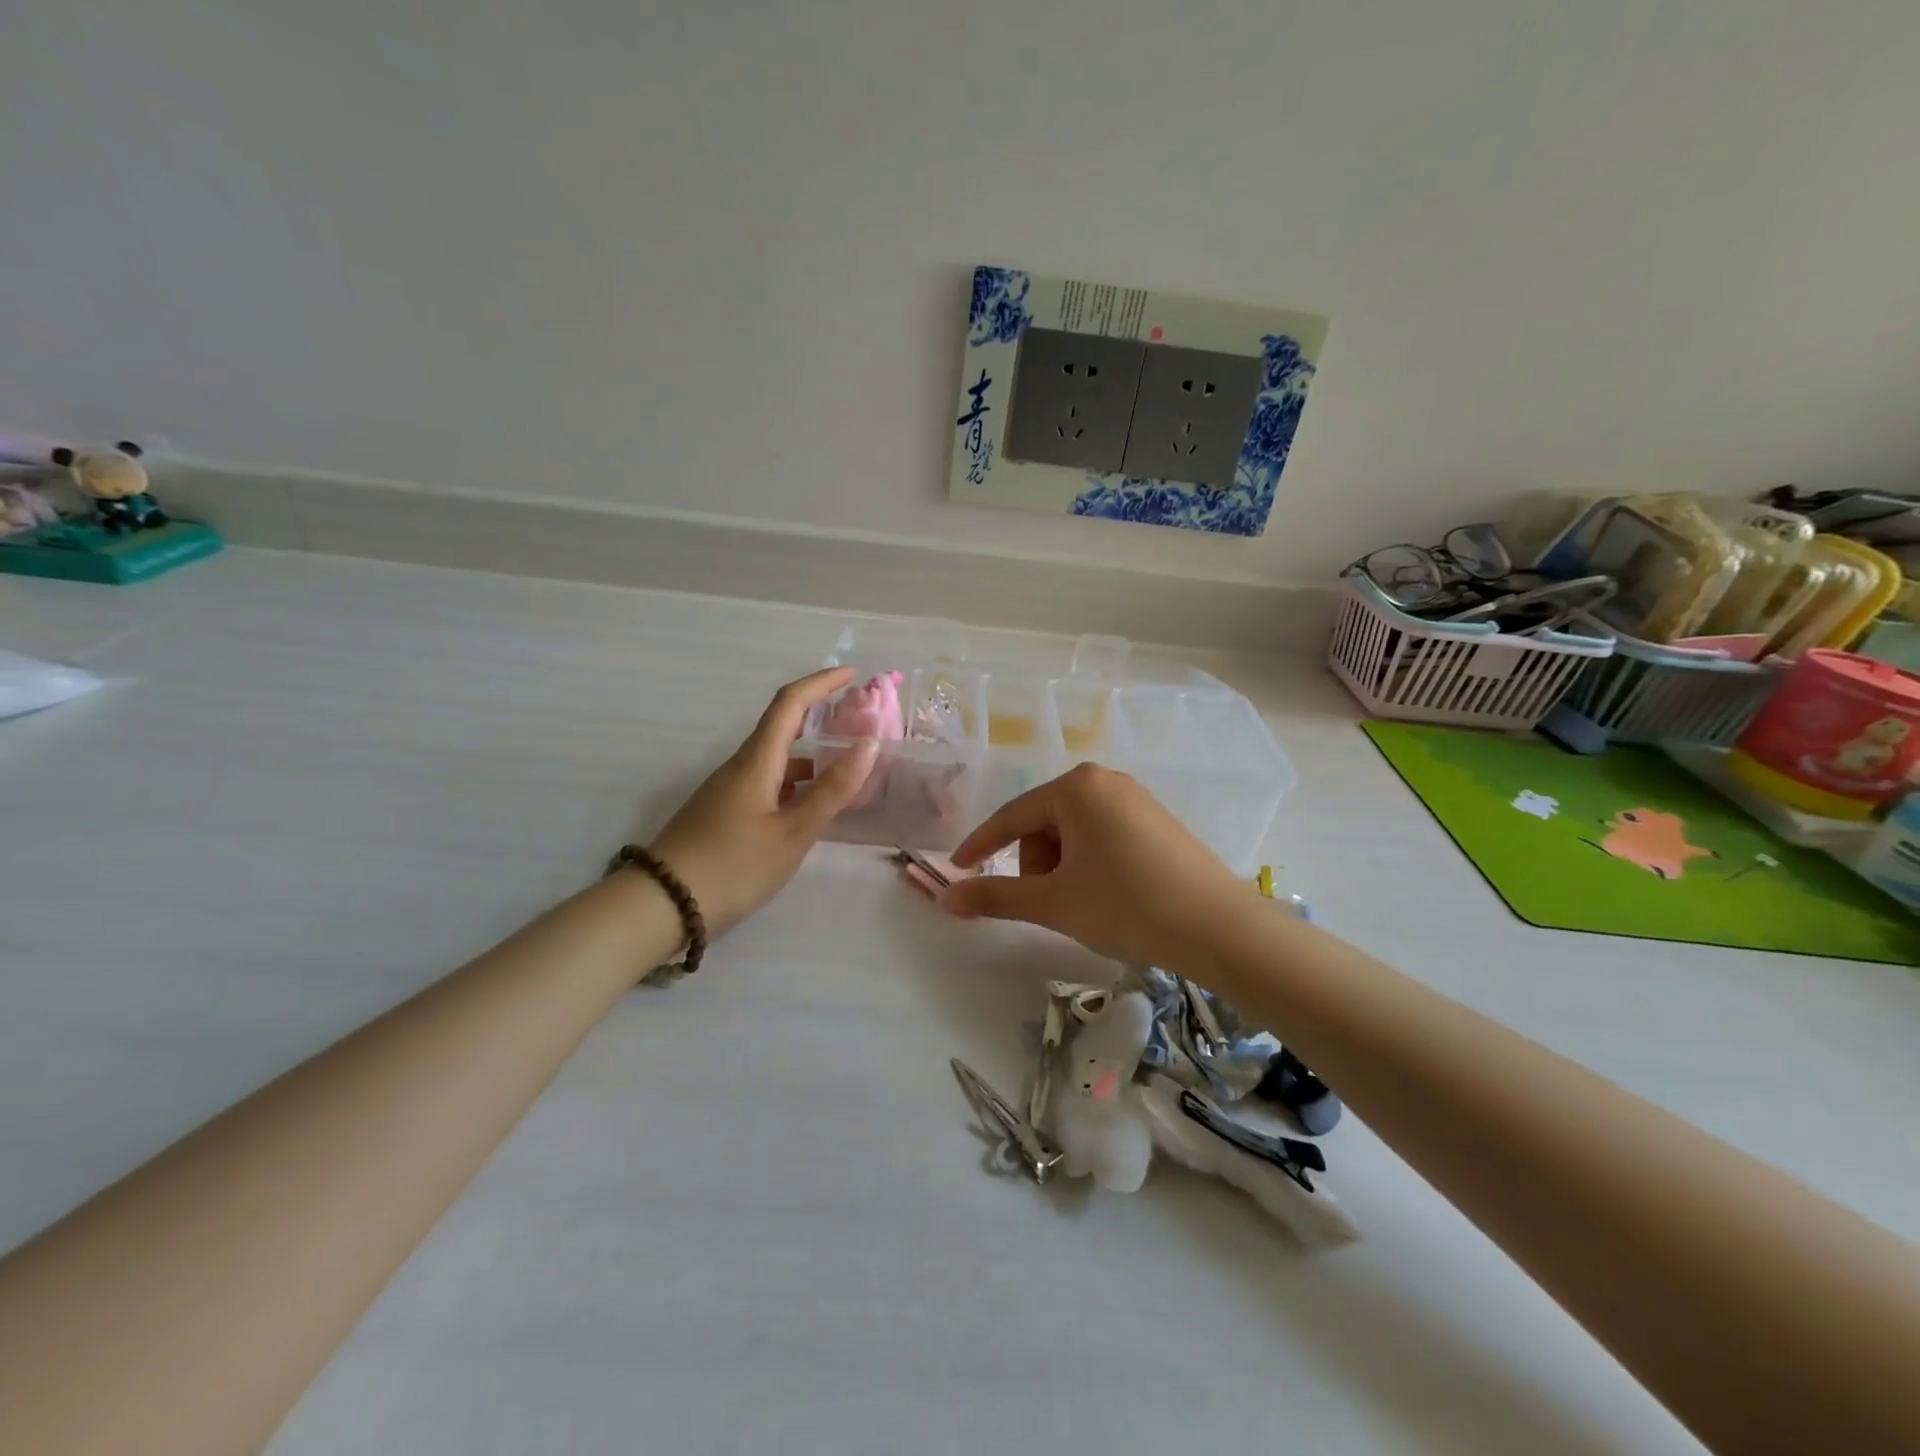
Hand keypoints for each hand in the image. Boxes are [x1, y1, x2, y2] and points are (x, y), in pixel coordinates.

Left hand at [648, 668, 877, 935]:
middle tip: (856, 721)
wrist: (661, 905)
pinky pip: (766, 784)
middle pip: (781, 727)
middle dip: (818, 716)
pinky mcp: (722, 814)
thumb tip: (869, 744)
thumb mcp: (793, 833)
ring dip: (809, 756)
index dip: (821, 683)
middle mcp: (740, 767)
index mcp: (756, 761)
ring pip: (774, 760)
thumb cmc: (733, 866)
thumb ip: (832, 790)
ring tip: (845, 770)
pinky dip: (795, 783)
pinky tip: (809, 808)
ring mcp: (727, 791)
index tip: (852, 675)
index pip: (790, 703)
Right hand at [937, 764, 1249, 969]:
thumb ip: (995, 896)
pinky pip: (1103, 835)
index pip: (1011, 816)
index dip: (981, 846)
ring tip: (1083, 904)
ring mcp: (1135, 798)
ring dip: (1062, 867)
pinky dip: (1090, 864)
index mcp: (1076, 788)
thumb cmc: (1126, 906)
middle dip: (1035, 864)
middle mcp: (1104, 781)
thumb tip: (945, 899)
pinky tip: (1110, 895)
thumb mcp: (1054, 902)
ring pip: (1074, 832)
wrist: (1220, 929)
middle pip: (1044, 823)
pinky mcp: (1157, 820)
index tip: (958, 869)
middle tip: (1051, 904)